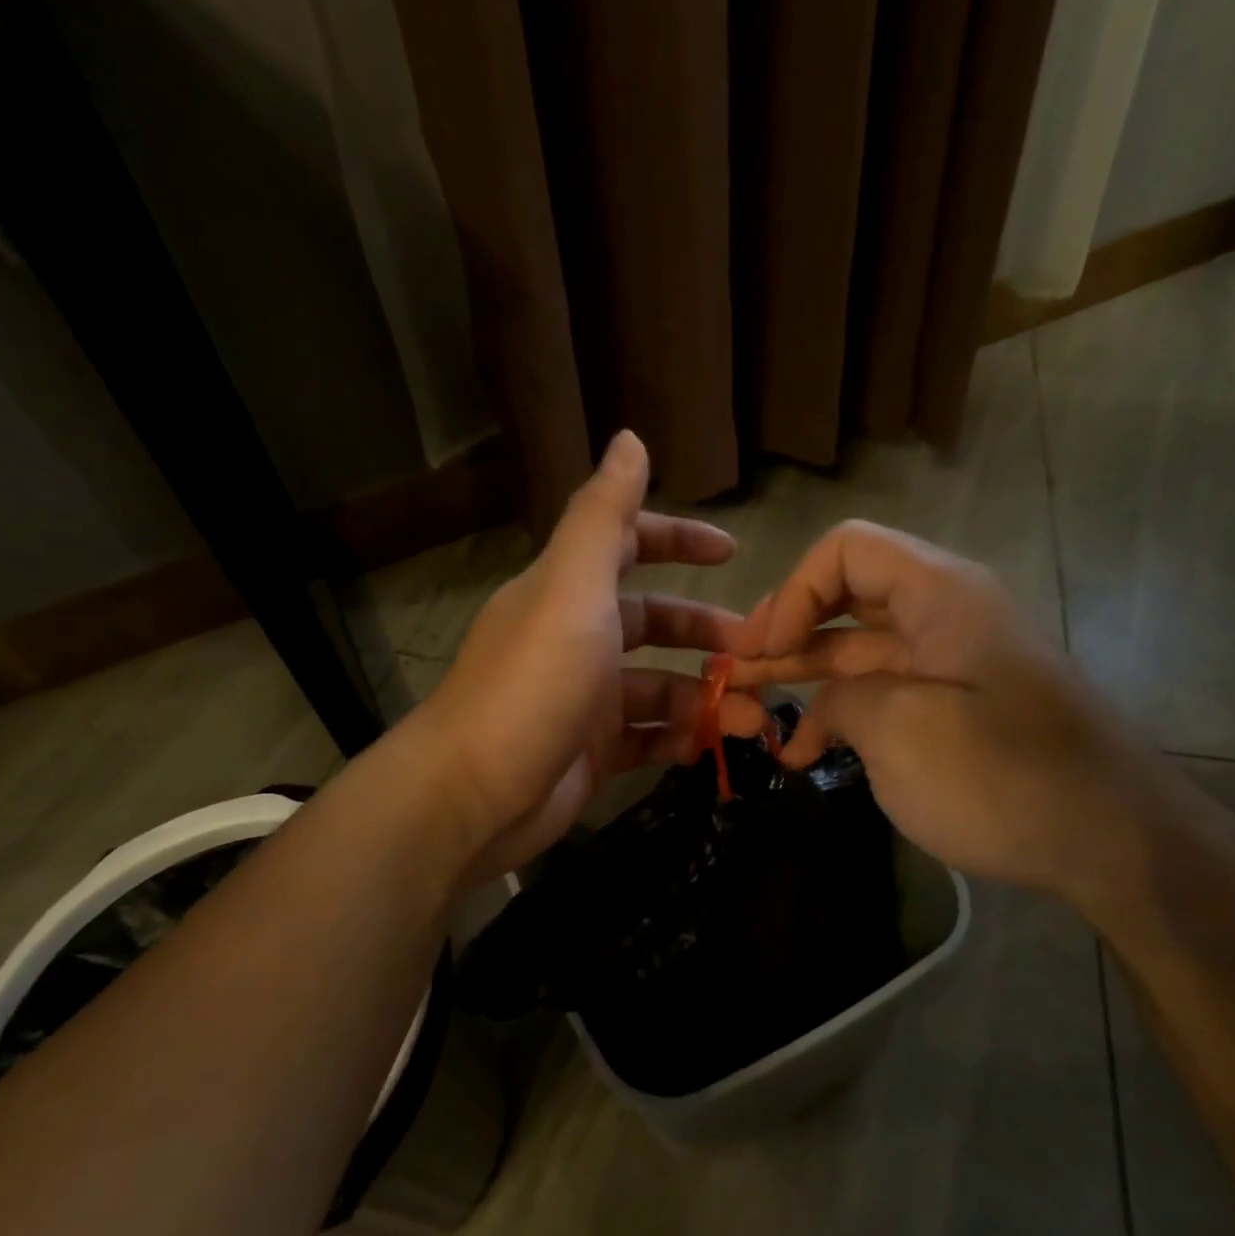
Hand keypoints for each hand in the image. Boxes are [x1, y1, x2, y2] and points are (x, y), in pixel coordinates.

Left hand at [415, 432, 768, 880]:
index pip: (626, 546)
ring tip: (750, 717)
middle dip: (706, 633)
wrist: (475, 796)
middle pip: (653, 623)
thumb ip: (602, 517)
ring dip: (705, 696)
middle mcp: (576, 639)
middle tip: (760, 653)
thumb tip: (630, 439)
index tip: (731, 551)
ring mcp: (584, 700)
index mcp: (568, 592)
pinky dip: (679, 738)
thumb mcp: (571, 590)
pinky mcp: (591, 752)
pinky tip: (708, 747)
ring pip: (659, 687)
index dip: (677, 540)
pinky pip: (648, 738)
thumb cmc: (532, 685)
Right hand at [730, 521, 1160, 903]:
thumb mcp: (901, 731)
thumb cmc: (1003, 777)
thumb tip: (819, 707)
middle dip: (785, 632)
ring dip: (801, 676)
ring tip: (749, 709)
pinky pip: (879, 694)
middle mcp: (941, 616)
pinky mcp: (948, 711)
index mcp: (938, 595)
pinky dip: (837, 714)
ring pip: (855, 650)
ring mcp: (945, 666)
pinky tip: (802, 753)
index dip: (793, 592)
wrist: (1112, 842)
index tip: (764, 652)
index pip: (846, 551)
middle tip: (735, 674)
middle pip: (844, 598)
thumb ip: (840, 700)